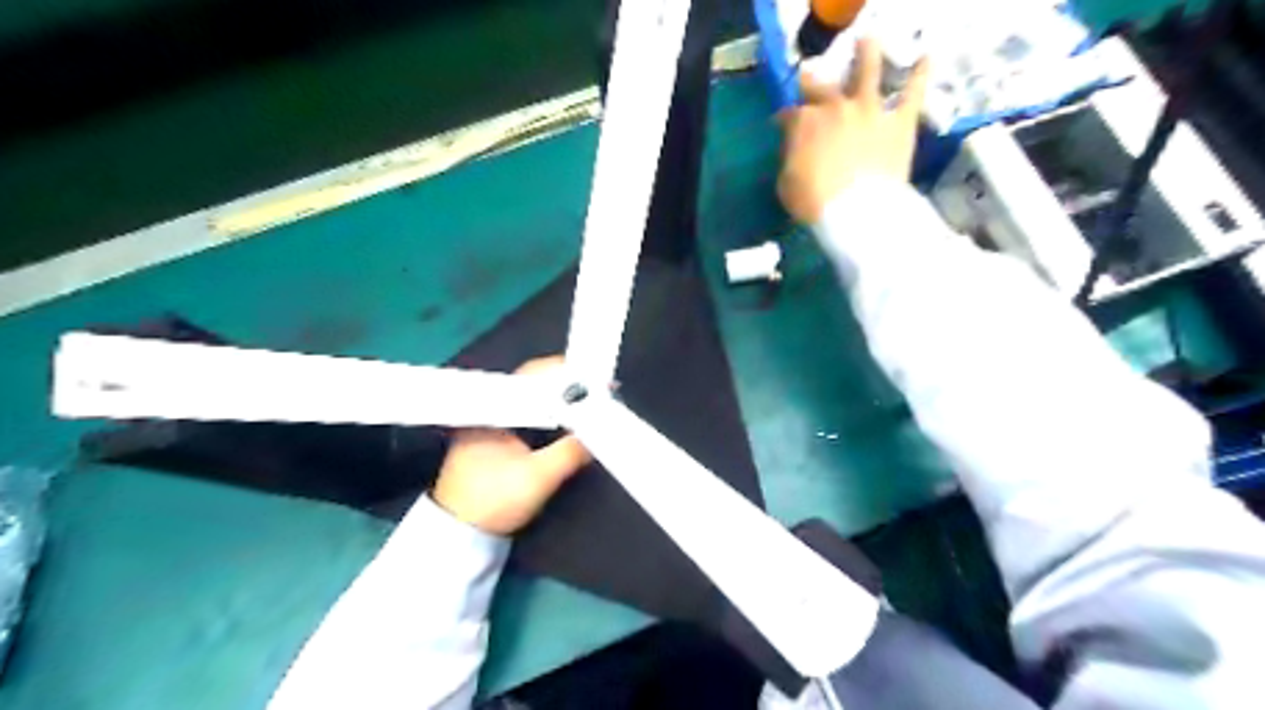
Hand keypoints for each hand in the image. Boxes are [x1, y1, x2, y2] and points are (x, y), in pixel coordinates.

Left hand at [430, 359, 593, 535]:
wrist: (459, 536)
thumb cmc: (491, 503)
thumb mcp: (537, 478)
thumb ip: (570, 452)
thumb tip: (598, 431)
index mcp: (491, 410)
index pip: (532, 376)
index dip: (565, 376)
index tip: (593, 381)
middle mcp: (489, 408)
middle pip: (534, 384)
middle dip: (567, 387)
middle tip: (599, 392)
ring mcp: (491, 423)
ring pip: (533, 400)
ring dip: (560, 401)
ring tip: (590, 403)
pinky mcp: (496, 438)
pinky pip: (529, 415)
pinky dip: (551, 415)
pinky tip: (569, 421)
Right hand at [771, 36, 926, 225]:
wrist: (856, 211)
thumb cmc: (814, 202)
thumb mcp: (786, 182)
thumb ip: (791, 158)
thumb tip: (796, 150)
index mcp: (804, 123)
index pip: (790, 113)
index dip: (785, 118)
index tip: (782, 125)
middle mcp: (836, 107)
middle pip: (822, 86)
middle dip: (813, 83)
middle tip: (811, 80)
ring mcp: (869, 110)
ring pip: (867, 71)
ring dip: (865, 54)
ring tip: (866, 42)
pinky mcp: (899, 122)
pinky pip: (913, 94)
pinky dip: (920, 75)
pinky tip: (926, 58)